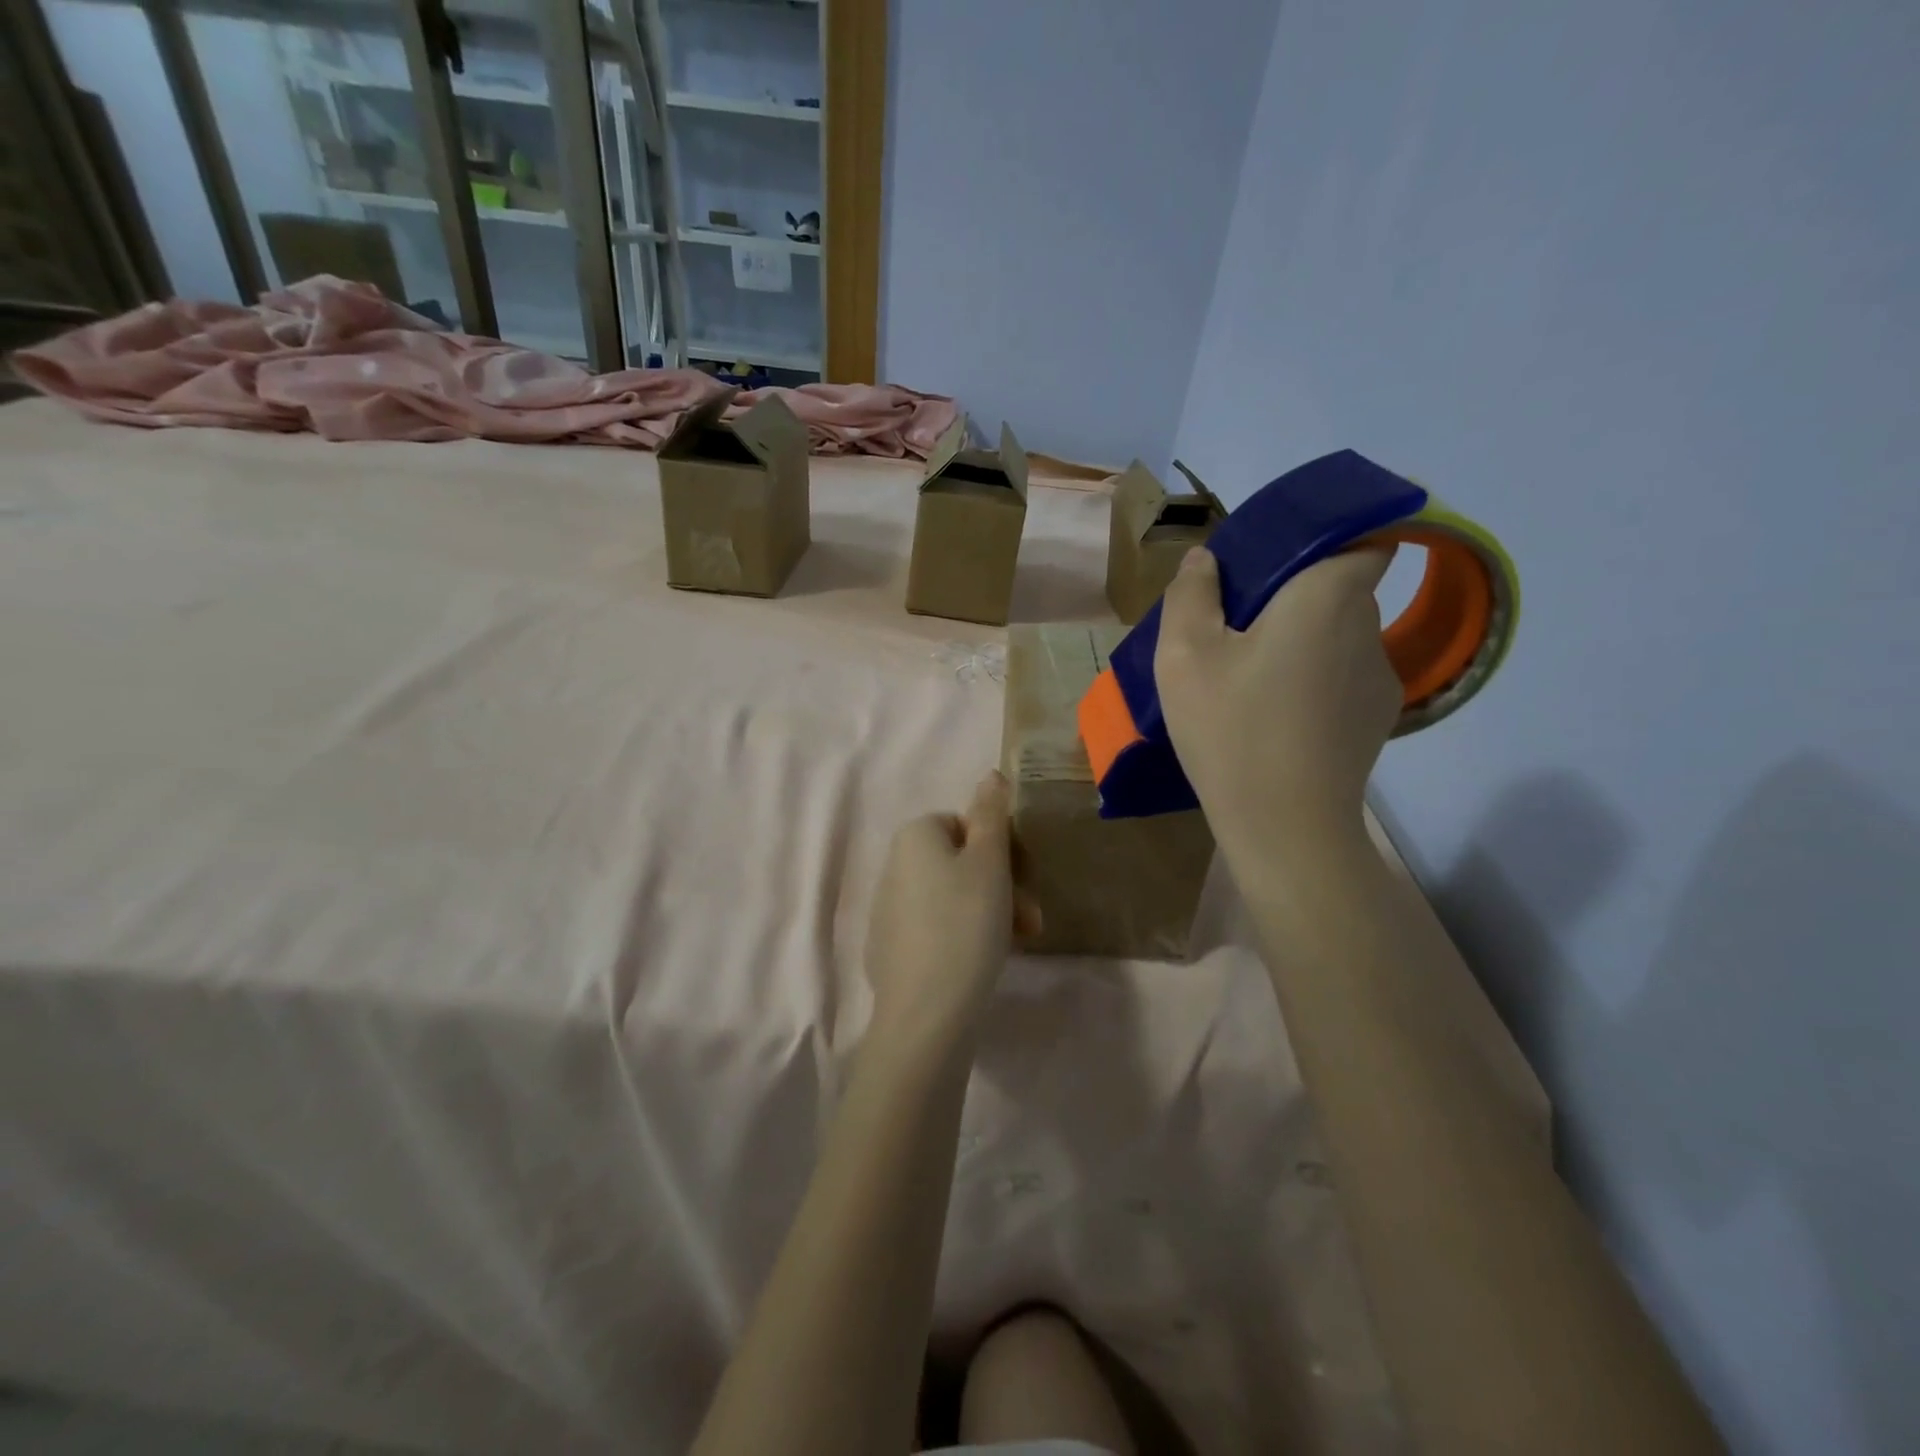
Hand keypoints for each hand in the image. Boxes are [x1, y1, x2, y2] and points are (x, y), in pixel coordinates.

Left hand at [864, 771, 1041, 1052]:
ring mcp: (888, 910)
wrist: (926, 1013)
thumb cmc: (965, 924)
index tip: (1026, 879)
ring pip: (953, 896)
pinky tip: (984, 960)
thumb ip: (991, 813)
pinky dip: (964, 935)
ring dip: (991, 911)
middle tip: (1032, 919)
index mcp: (913, 836)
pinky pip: (937, 927)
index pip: (966, 824)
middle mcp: (894, 866)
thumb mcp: (989, 862)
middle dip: (1003, 885)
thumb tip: (990, 774)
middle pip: (961, 862)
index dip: (1001, 849)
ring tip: (1020, 943)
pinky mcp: (891, 948)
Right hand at [1156, 546, 1399, 855]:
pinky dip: (1315, 681)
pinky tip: (1277, 716)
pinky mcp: (1377, 720)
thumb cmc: (1232, 729)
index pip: (1367, 535)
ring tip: (1251, 678)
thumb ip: (1191, 594)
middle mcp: (1368, 626)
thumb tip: (1206, 559)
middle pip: (1341, 588)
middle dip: (1296, 595)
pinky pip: (1344, 678)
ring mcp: (1381, 678)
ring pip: (1340, 636)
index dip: (1334, 535)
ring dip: (1303, 641)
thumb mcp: (1184, 656)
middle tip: (1238, 624)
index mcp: (1327, 596)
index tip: (1283, 556)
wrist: (1285, 828)